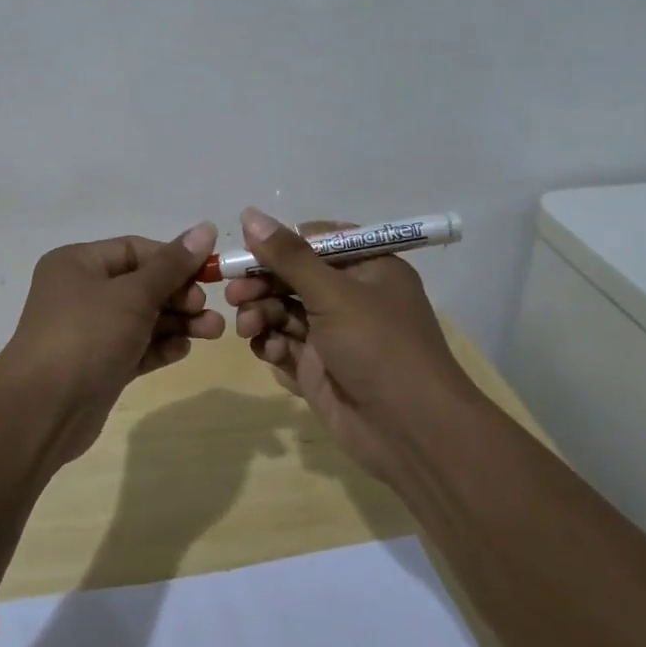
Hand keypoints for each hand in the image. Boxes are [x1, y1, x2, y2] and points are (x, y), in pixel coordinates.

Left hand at [0, 223, 224, 464]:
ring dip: (178, 322)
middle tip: (206, 309)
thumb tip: (206, 228)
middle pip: (142, 284)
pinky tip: (184, 350)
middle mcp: (81, 292)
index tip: (209, 273)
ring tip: (213, 331)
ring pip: (143, 318)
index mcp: (78, 263)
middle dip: (180, 295)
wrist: (44, 410)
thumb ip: (172, 265)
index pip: (135, 250)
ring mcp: (90, 331)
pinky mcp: (100, 365)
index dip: (173, 259)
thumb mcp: (133, 295)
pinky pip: (136, 347)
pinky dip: (160, 346)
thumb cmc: (87, 335)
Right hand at [226, 208, 473, 483]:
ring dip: (261, 315)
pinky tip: (272, 353)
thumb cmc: (379, 347)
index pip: (315, 241)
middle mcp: (350, 297)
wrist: (410, 432)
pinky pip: (284, 344)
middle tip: (235, 293)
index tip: (246, 251)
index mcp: (367, 268)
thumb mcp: (334, 294)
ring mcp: (333, 334)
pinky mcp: (318, 367)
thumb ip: (288, 256)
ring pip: (282, 311)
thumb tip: (250, 214)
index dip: (280, 245)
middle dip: (261, 284)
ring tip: (249, 328)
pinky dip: (273, 345)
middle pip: (292, 277)